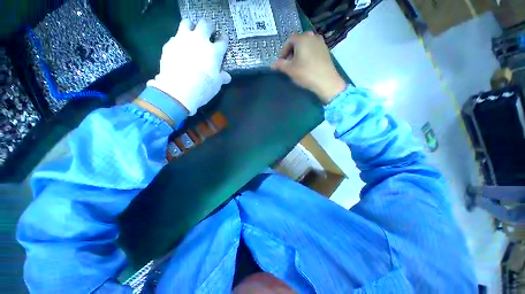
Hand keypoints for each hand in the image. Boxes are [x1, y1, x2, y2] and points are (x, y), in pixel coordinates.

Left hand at [147, 18, 230, 114]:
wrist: (178, 90)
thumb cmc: (203, 88)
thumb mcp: (216, 85)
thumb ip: (222, 77)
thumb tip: (227, 76)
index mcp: (214, 52)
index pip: (222, 40)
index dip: (223, 38)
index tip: (223, 38)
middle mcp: (199, 41)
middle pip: (205, 24)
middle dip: (209, 26)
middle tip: (210, 31)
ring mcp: (183, 40)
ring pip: (187, 23)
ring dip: (192, 26)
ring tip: (192, 33)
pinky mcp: (170, 44)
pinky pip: (176, 36)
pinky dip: (179, 39)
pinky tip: (180, 48)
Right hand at [272, 32, 345, 103]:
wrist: (326, 82)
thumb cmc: (306, 74)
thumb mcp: (290, 70)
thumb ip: (280, 65)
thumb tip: (273, 65)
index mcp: (302, 38)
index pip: (289, 41)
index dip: (283, 51)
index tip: (281, 62)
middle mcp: (312, 36)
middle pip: (298, 42)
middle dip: (291, 52)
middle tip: (289, 64)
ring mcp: (321, 43)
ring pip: (306, 46)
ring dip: (300, 54)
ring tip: (297, 66)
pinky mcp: (326, 51)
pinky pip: (313, 50)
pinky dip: (308, 56)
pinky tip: (307, 66)